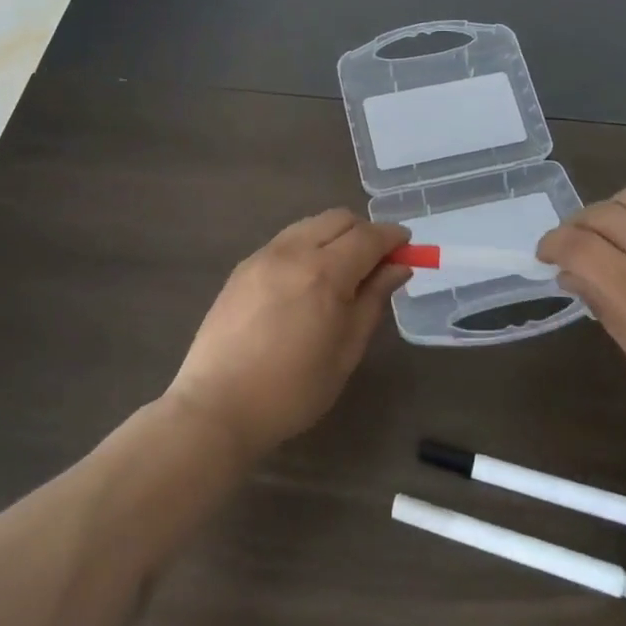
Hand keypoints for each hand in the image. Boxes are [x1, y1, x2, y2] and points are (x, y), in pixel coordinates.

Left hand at [166, 209, 410, 459]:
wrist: (217, 407)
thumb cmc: (293, 390)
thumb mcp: (346, 350)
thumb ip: (373, 300)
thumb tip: (399, 267)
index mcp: (324, 272)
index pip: (369, 237)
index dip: (393, 238)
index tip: (409, 247)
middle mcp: (293, 251)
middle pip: (339, 219)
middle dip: (365, 232)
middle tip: (377, 263)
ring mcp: (263, 255)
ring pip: (310, 224)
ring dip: (335, 236)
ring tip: (342, 271)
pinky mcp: (243, 266)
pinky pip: (286, 240)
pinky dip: (307, 246)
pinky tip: (306, 280)